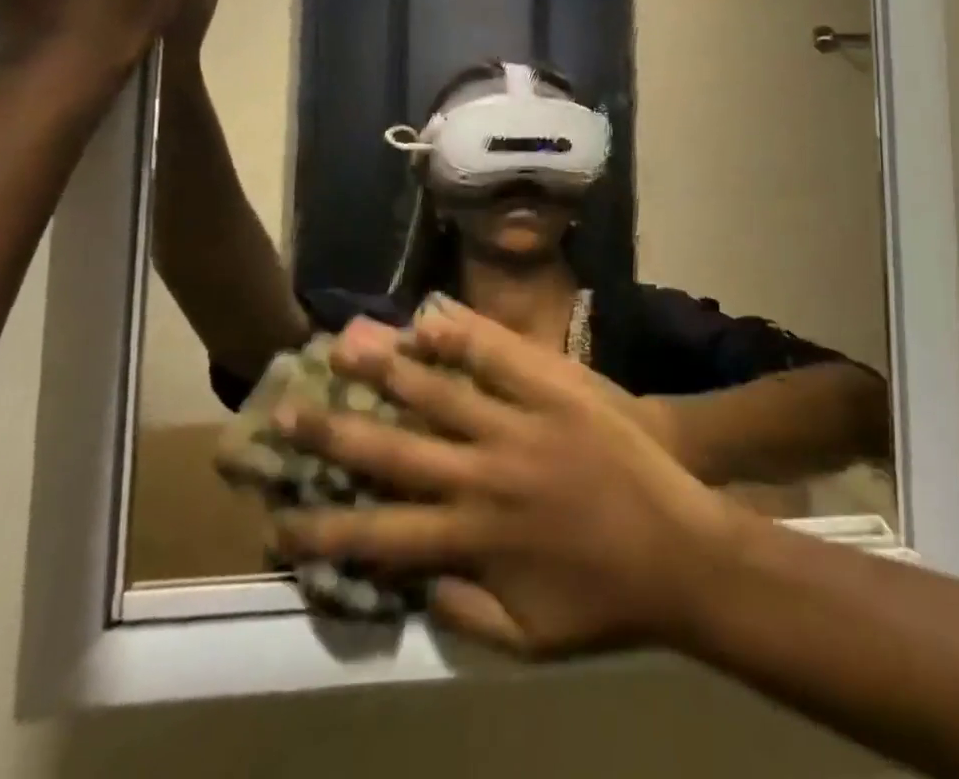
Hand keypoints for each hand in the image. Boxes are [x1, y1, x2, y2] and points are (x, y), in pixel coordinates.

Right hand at [271, 304, 735, 656]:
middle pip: (394, 450)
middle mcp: (484, 477)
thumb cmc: (606, 601)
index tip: (276, 520)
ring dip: (388, 370)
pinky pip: (503, 358)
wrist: (682, 549)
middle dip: (334, 433)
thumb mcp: (528, 638)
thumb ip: (464, 614)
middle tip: (287, 411)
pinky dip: (465, 338)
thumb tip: (410, 585)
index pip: (377, 536)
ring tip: (345, 345)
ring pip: (440, 393)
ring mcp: (521, 426)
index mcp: (472, 540)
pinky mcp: (558, 392)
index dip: (322, 530)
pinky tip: (431, 320)